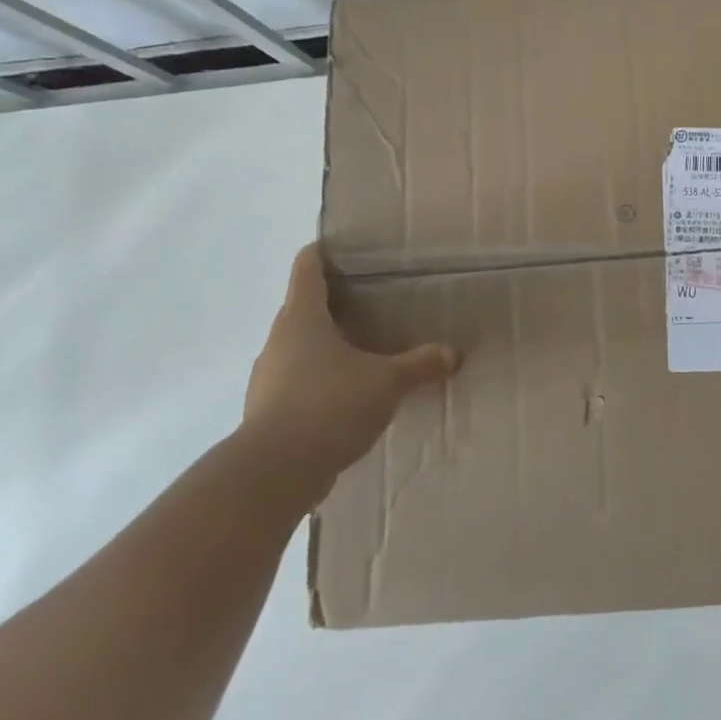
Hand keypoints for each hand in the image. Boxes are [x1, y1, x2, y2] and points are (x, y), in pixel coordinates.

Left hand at [240, 243, 458, 503]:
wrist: (274, 473)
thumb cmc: (329, 405)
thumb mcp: (386, 382)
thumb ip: (419, 365)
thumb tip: (452, 354)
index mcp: (302, 318)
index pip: (306, 269)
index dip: (322, 252)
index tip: (340, 246)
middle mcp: (279, 342)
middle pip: (303, 309)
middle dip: (334, 304)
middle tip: (372, 302)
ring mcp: (268, 379)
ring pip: (300, 350)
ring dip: (327, 348)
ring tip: (364, 352)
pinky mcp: (268, 414)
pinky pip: (298, 384)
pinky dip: (321, 383)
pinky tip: (348, 398)